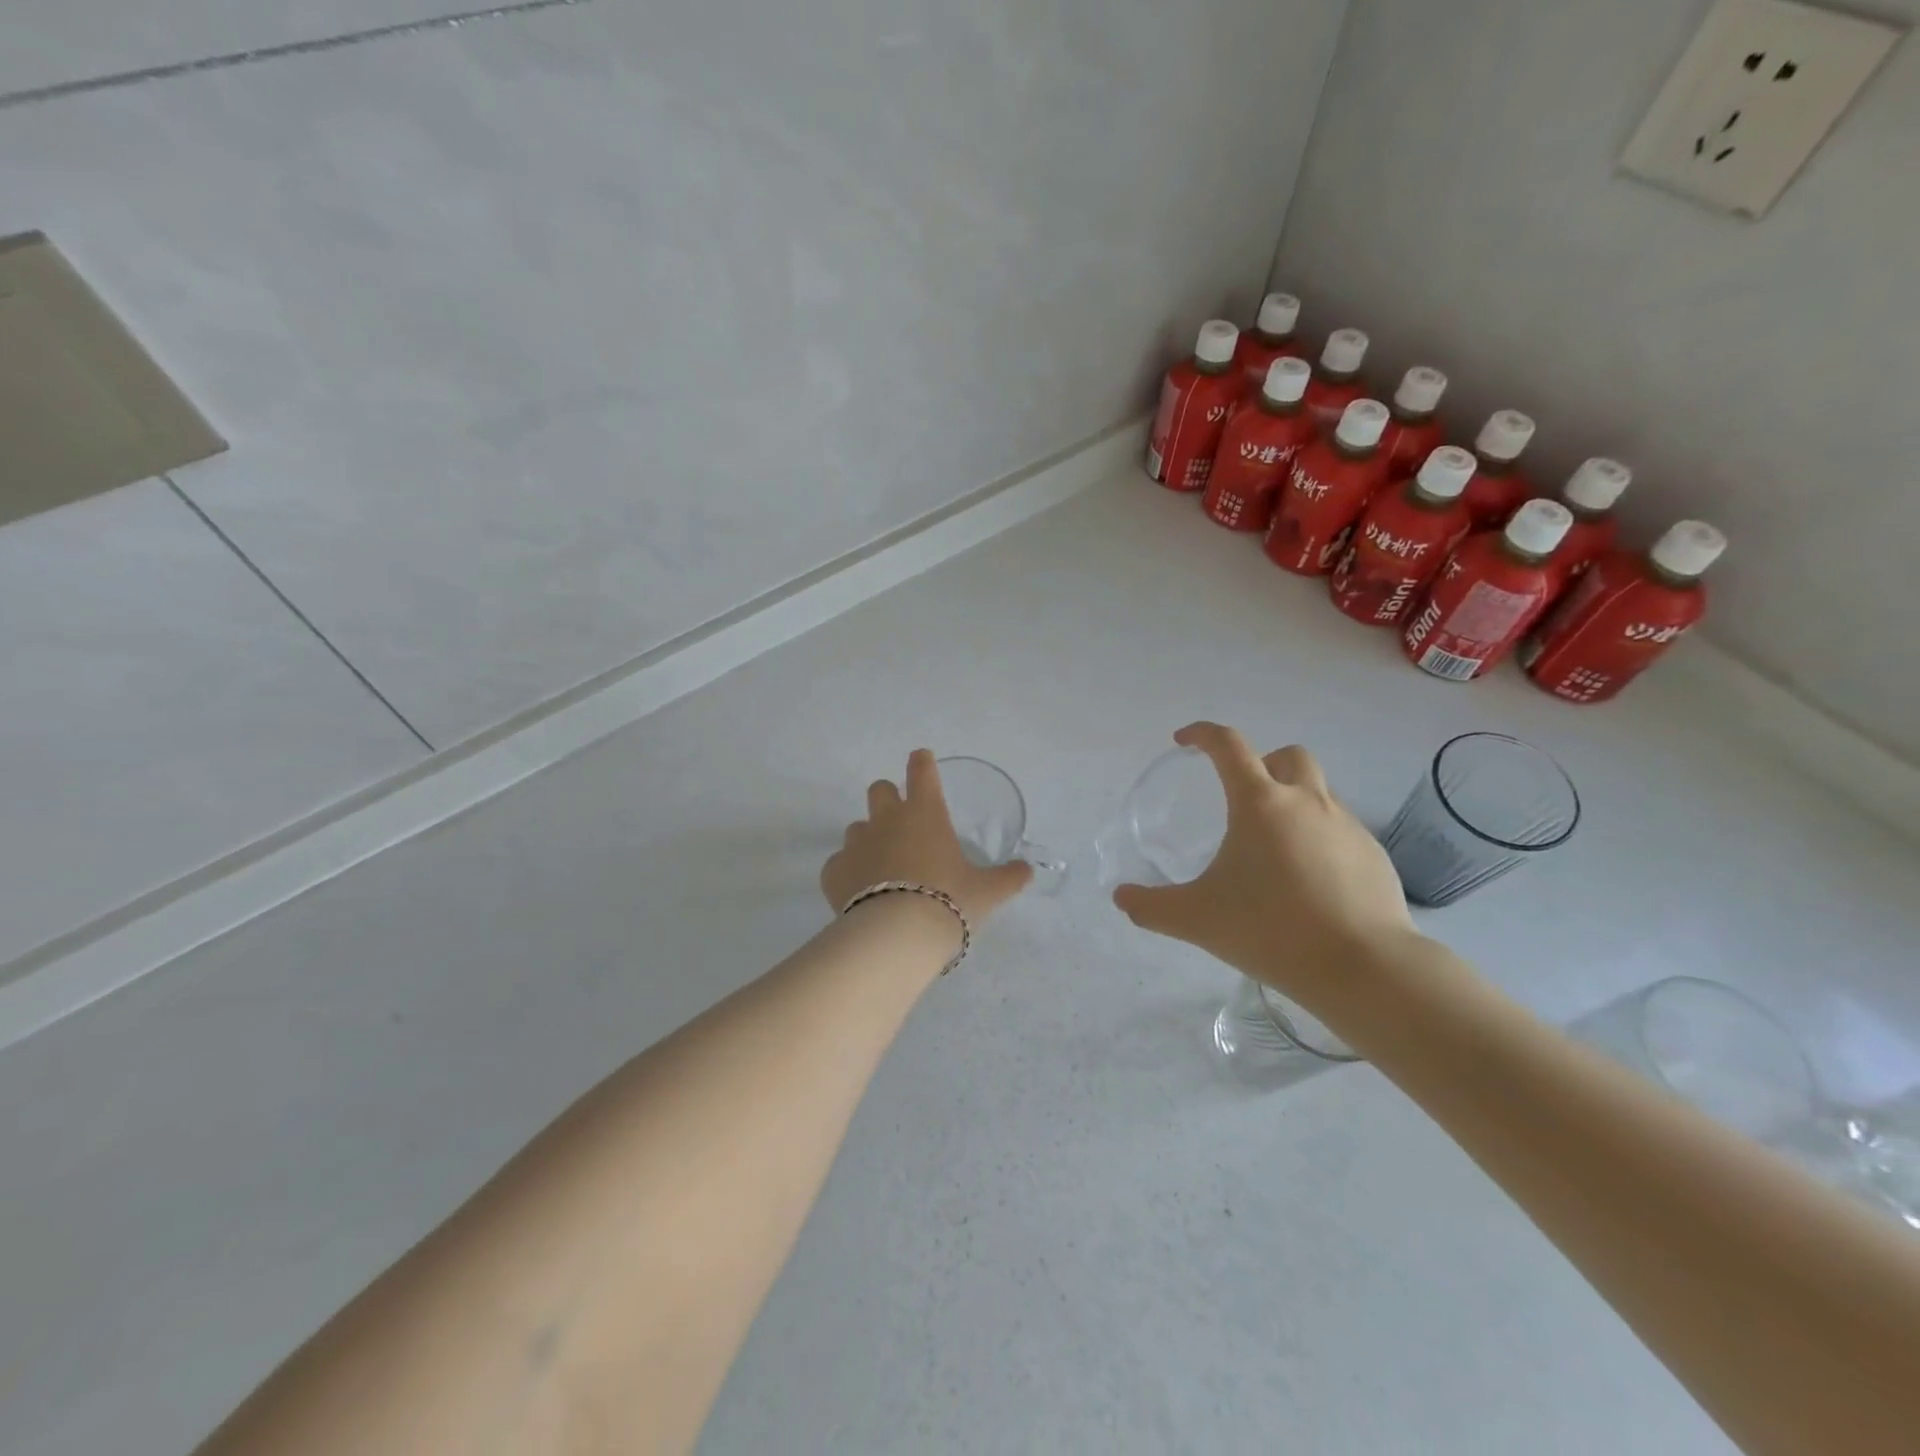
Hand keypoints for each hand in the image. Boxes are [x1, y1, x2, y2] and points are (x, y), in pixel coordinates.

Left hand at [821, 750, 1032, 924]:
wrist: (897, 937)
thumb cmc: (948, 901)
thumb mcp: (986, 892)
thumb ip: (1008, 877)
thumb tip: (1027, 870)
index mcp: (925, 813)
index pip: (921, 771)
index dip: (922, 762)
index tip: (922, 760)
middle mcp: (887, 820)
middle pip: (880, 789)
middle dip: (889, 798)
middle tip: (903, 823)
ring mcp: (856, 843)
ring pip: (857, 827)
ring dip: (870, 839)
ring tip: (884, 867)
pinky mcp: (833, 871)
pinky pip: (839, 863)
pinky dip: (849, 872)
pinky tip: (860, 893)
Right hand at [1112, 723, 1414, 1000]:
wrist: (1362, 967)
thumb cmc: (1270, 930)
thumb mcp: (1197, 919)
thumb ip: (1152, 907)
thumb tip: (1121, 897)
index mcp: (1260, 804)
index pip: (1228, 745)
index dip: (1203, 734)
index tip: (1184, 741)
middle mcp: (1307, 802)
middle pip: (1287, 756)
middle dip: (1262, 764)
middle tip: (1242, 798)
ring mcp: (1347, 826)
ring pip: (1318, 791)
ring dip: (1293, 801)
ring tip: (1275, 848)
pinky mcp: (1374, 854)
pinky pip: (1341, 829)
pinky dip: (1319, 838)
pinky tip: (1309, 881)